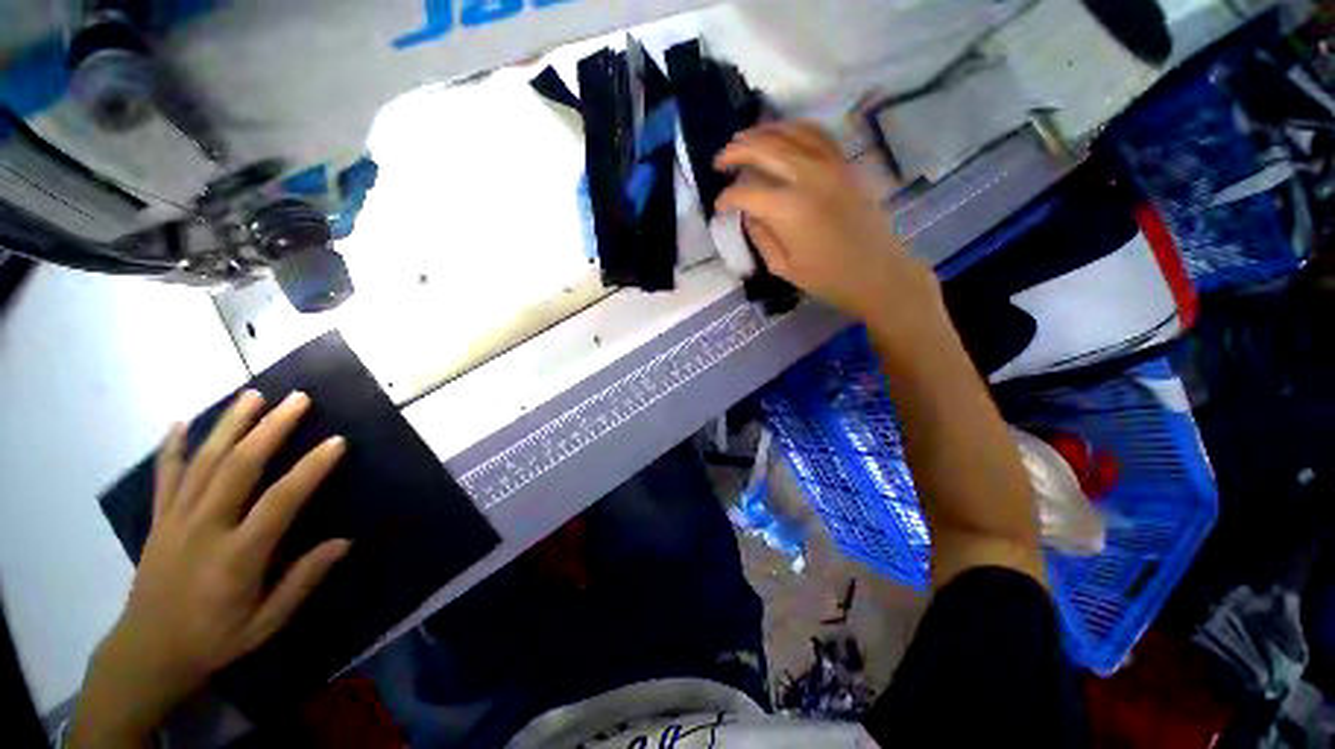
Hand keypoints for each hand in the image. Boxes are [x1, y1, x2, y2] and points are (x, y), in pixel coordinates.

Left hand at [72, 391, 350, 747]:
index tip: (337, 441)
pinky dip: (172, 447)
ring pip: (204, 462)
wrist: (147, 653)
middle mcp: (204, 528)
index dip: (310, 469)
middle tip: (296, 398)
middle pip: (238, 467)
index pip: (280, 502)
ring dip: (229, 425)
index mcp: (236, 556)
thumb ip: (302, 581)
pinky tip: (180, 423)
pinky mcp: (158, 520)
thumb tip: (343, 542)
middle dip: (270, 428)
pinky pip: (165, 477)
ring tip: (251, 395)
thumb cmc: (214, 639)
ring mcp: (176, 520)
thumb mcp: (265, 623)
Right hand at [715, 122, 939, 323]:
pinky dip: (794, 128)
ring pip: (789, 133)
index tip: (719, 206)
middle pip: (764, 150)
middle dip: (735, 152)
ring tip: (743, 139)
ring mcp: (829, 165)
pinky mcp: (844, 164)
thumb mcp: (783, 266)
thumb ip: (761, 236)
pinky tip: (782, 134)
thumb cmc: (827, 277)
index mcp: (788, 209)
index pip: (746, 193)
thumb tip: (748, 213)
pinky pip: (817, 134)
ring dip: (761, 132)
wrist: (877, 272)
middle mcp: (807, 177)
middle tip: (719, 161)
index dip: (727, 198)